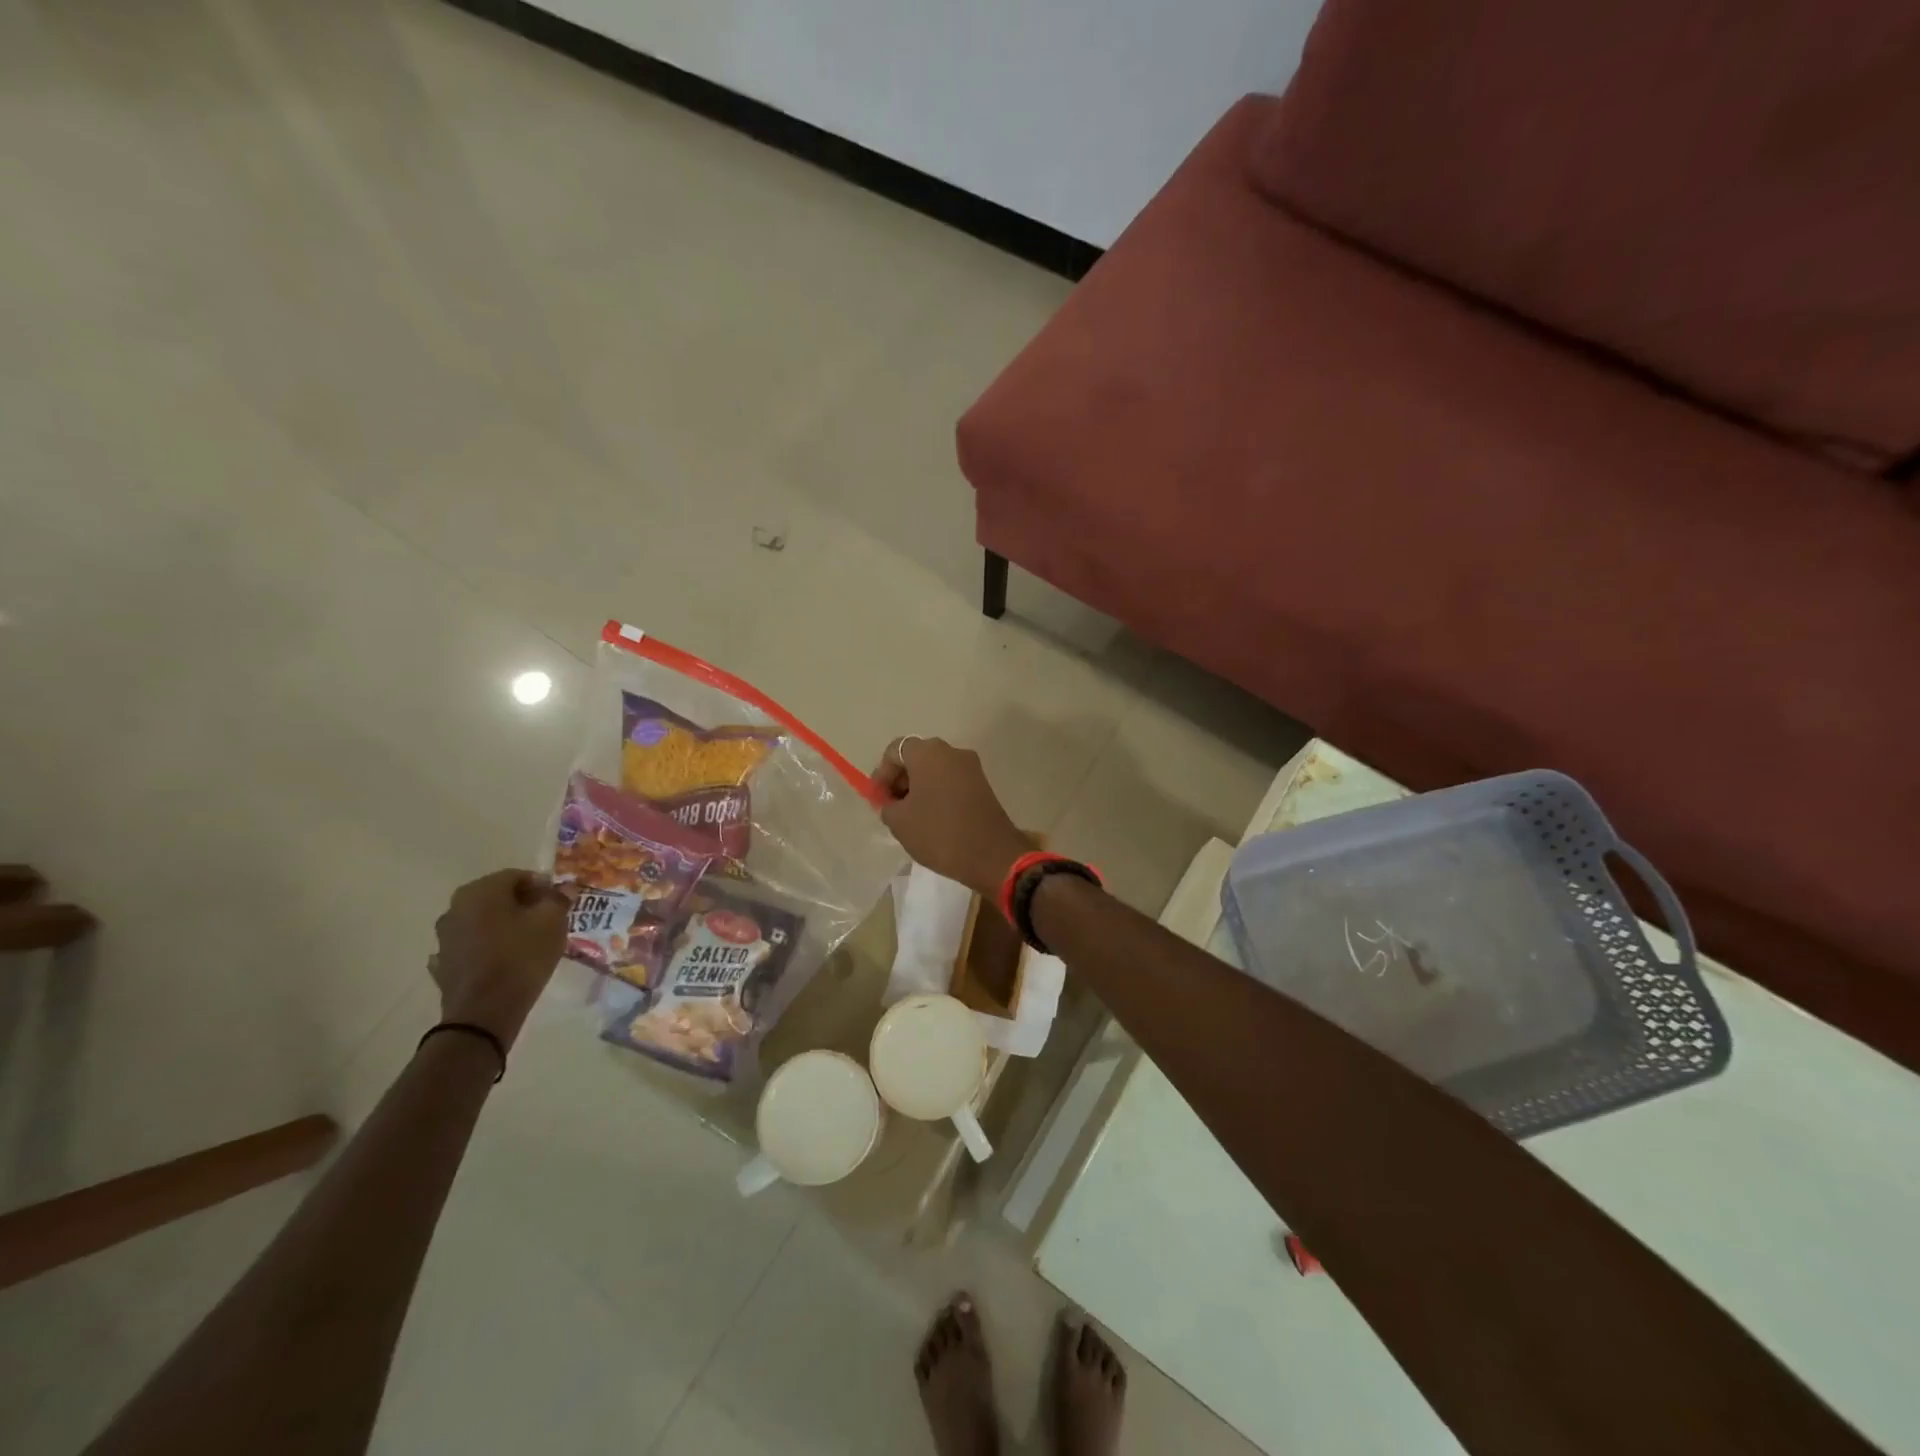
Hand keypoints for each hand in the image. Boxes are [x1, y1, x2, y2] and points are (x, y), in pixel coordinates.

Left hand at [430, 869, 568, 1048]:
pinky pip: (472, 946)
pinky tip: (503, 959)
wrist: (484, 1013)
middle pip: (497, 897)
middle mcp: (455, 907)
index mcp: (481, 890)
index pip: (518, 876)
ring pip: (483, 921)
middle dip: (523, 904)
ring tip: (527, 942)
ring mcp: (445, 937)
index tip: (559, 903)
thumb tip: (563, 889)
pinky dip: (487, 947)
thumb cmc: (521, 957)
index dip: (542, 886)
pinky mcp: (444, 963)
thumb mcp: (553, 921)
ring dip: (504, 925)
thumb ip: (558, 899)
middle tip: (546, 920)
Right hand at [873, 737, 1030, 896]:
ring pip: (935, 770)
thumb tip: (891, 801)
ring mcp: (971, 767)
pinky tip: (932, 819)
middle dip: (900, 780)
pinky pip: (952, 781)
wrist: (991, 855)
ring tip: (910, 816)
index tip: (879, 799)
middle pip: (916, 757)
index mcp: (928, 753)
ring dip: (919, 787)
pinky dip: (938, 793)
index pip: (894, 750)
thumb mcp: (899, 822)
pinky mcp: (983, 784)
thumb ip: (887, 805)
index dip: (882, 774)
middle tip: (892, 807)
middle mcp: (951, 751)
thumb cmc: (939, 832)